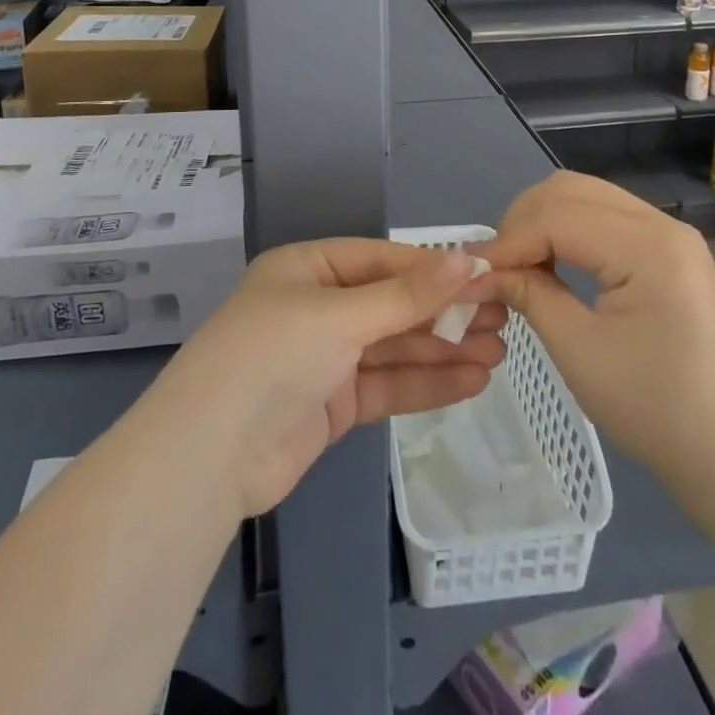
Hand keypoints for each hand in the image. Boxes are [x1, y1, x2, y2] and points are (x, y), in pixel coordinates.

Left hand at [147, 240, 505, 518]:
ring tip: (499, 350)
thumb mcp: (342, 316)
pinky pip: (387, 385)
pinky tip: (471, 380)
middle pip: (392, 304)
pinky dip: (426, 383)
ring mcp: (325, 358)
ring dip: (444, 349)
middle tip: (503, 315)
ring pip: (395, 347)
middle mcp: (317, 307)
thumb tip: (468, 258)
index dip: (433, 268)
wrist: (210, 456)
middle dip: (445, 312)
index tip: (485, 274)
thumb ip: (408, 294)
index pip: (382, 259)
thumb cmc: (274, 355)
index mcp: (308, 269)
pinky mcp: (333, 404)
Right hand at [467, 171, 714, 495]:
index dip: (510, 241)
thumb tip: (480, 272)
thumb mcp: (578, 351)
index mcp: (648, 247)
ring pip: (583, 195)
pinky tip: (552, 262)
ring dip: (542, 221)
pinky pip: (602, 215)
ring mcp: (668, 232)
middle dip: (522, 221)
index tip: (473, 273)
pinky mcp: (666, 247)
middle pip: (569, 190)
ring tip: (519, 264)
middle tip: (496, 267)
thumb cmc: (654, 408)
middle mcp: (661, 223)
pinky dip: (567, 229)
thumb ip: (528, 295)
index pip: (558, 217)